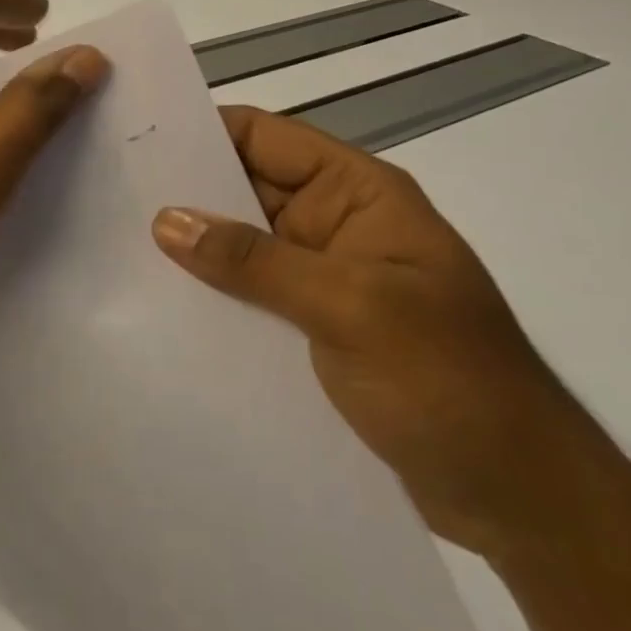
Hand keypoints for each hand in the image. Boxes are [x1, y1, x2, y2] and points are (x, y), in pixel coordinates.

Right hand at [152, 106, 600, 558]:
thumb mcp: (351, 308)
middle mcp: (335, 224)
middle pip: (247, 187)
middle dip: (186, 190)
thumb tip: (167, 219)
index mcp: (358, 193)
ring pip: (243, 244)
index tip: (136, 138)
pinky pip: (251, 294)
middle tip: (109, 194)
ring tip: (117, 247)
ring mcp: (323, 277)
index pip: (267, 137)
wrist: (520, 500)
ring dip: (194, 248)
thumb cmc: (449, 383)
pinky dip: (213, 294)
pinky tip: (161, 304)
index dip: (204, 130)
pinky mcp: (313, 326)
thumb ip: (255, 262)